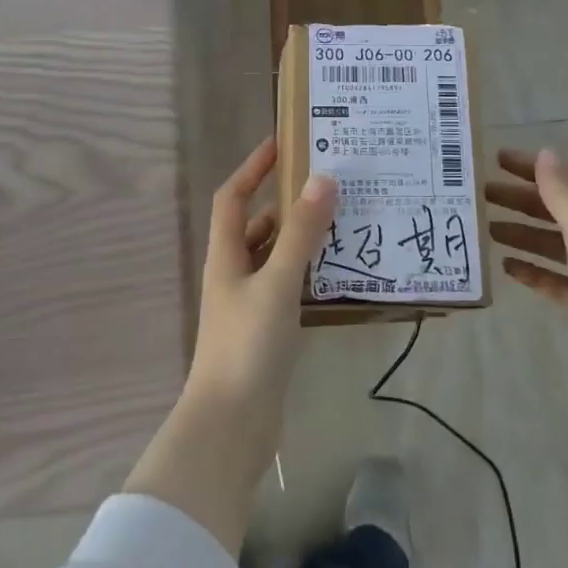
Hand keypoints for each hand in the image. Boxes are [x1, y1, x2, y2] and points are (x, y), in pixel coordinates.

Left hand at [185, 137, 336, 441]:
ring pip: (274, 255)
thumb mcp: (277, 283)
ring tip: (341, 219)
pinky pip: (287, 284)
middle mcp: (234, 273)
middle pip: (255, 224)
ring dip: (300, 236)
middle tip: (327, 182)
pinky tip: (336, 270)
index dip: (252, 167)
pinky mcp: (266, 329)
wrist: (231, 425)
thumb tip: (322, 179)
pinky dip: (307, 270)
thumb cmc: (248, 346)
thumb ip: (300, 234)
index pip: (232, 197)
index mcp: (226, 256)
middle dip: (285, 200)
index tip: (282, 143)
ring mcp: (249, 303)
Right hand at [486, 147, 567, 409]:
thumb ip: (563, 193)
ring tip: (487, 230)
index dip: (535, 168)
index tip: (496, 160)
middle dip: (523, 201)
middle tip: (481, 195)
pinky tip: (508, 268)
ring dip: (524, 235)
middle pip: (562, 211)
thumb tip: (546, 152)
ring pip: (557, 246)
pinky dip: (534, 271)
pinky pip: (559, 281)